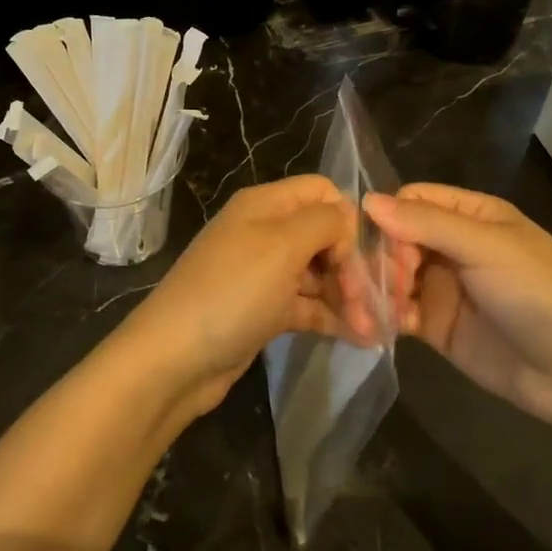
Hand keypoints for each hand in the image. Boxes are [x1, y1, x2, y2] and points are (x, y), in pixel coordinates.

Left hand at [112, 176, 376, 417]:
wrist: (174, 359)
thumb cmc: (232, 292)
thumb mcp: (282, 245)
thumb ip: (324, 221)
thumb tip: (347, 219)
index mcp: (265, 205)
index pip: (321, 192)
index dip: (347, 218)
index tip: (360, 256)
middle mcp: (264, 232)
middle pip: (324, 234)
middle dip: (353, 265)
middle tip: (375, 304)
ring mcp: (263, 273)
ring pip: (319, 273)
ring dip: (349, 296)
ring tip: (376, 328)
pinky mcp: (264, 310)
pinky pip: (307, 304)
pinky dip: (333, 317)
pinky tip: (362, 337)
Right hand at [363, 184, 551, 428]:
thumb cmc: (538, 294)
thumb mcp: (486, 248)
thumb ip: (426, 223)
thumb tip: (367, 201)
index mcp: (471, 216)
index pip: (412, 201)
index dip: (391, 220)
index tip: (387, 250)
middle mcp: (452, 245)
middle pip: (394, 238)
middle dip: (376, 260)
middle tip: (372, 288)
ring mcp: (442, 286)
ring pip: (390, 275)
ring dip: (371, 290)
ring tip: (362, 315)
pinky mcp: (435, 324)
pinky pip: (396, 312)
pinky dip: (380, 317)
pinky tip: (371, 329)